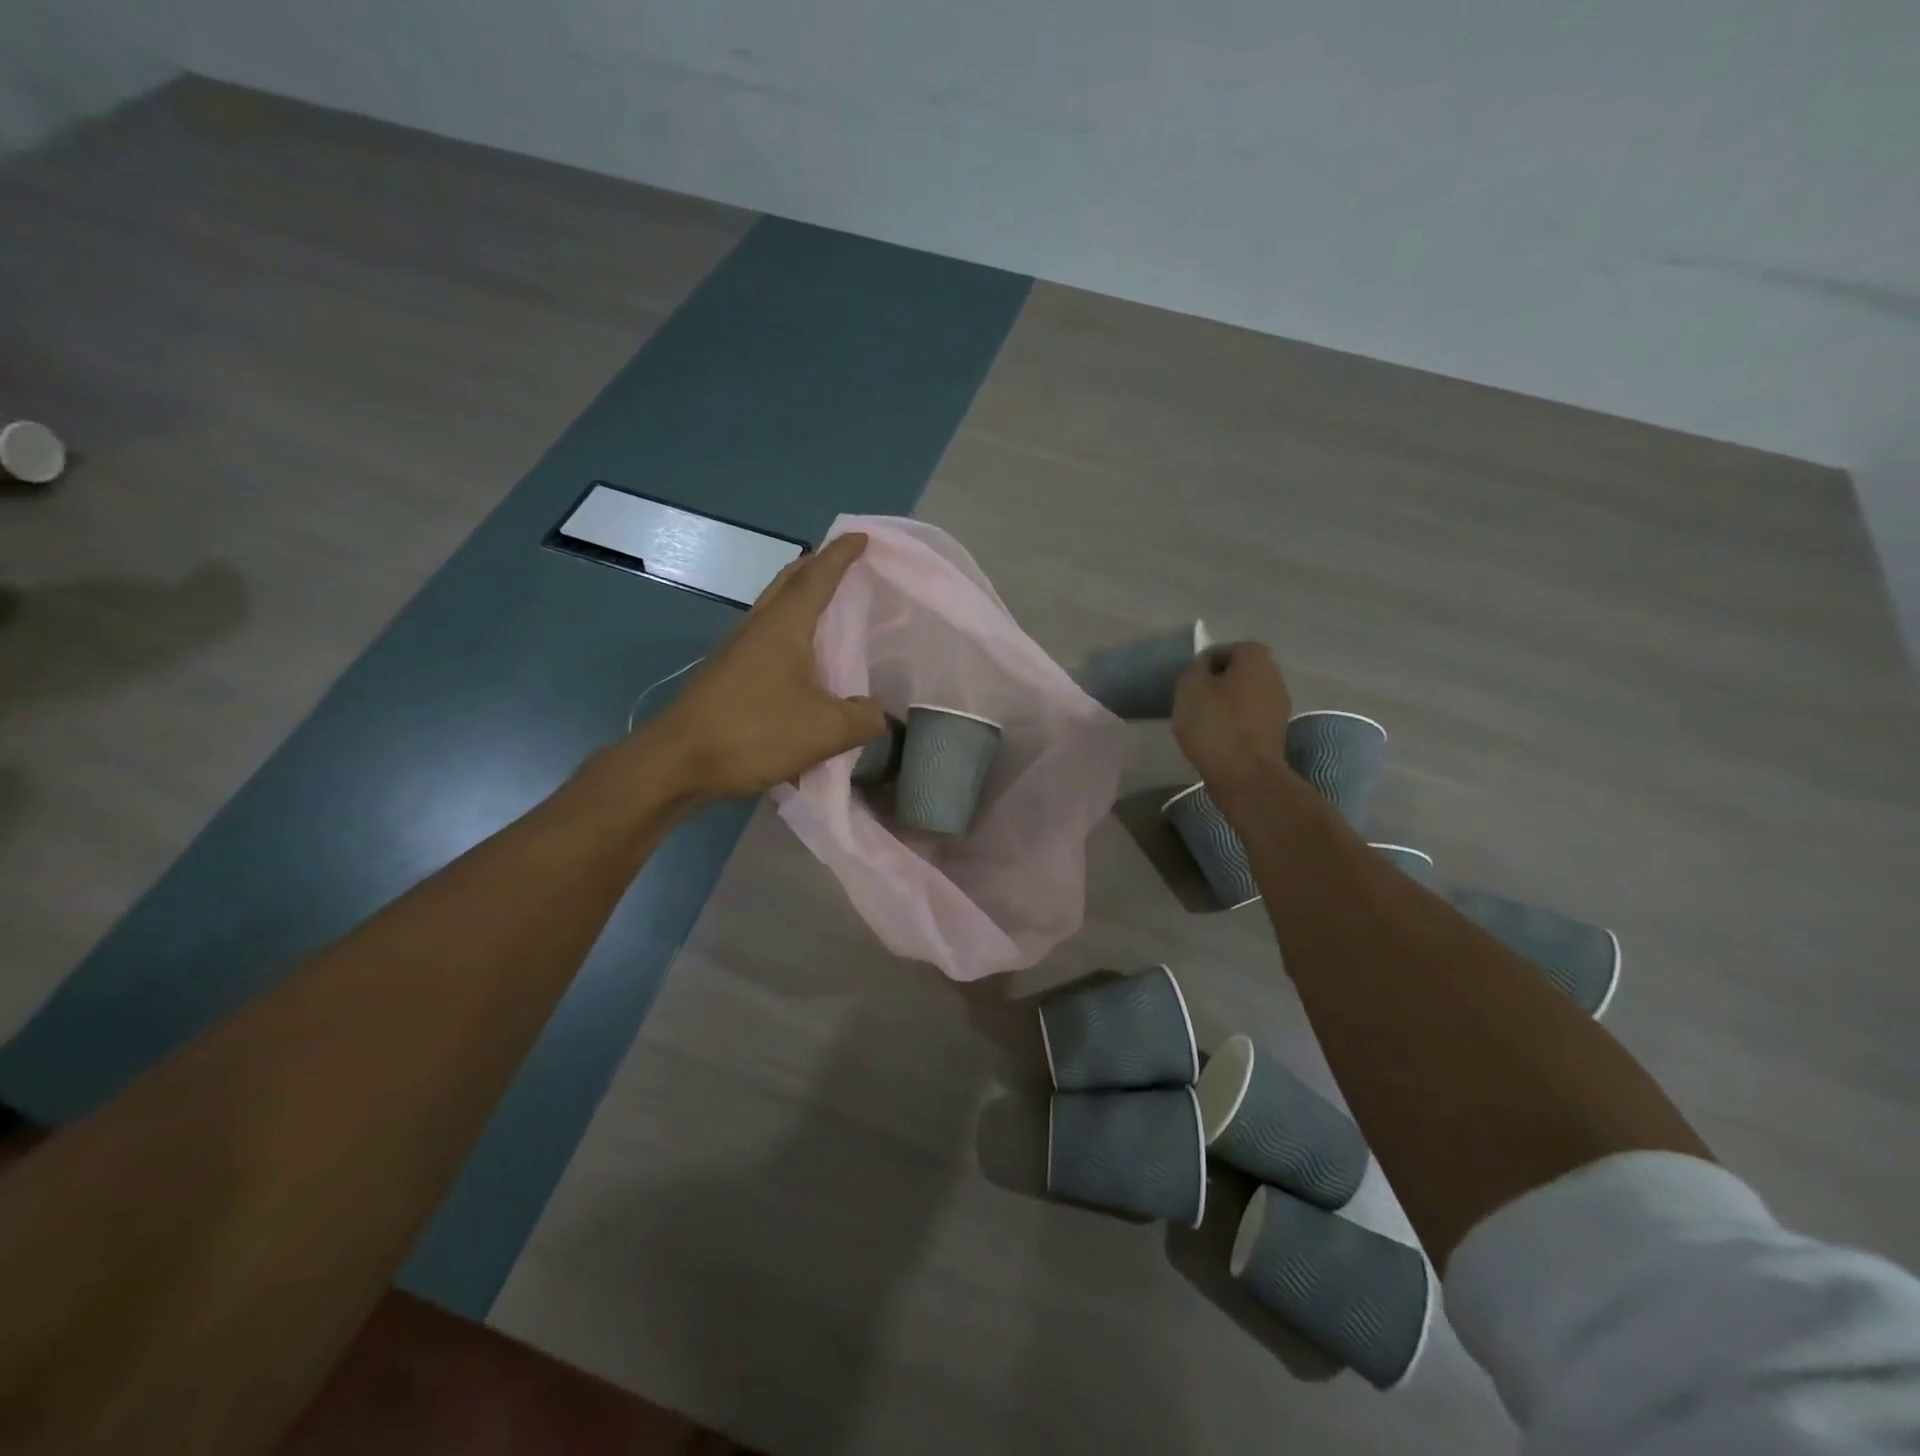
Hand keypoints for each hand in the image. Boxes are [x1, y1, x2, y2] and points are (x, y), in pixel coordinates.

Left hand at [637, 534, 886, 801]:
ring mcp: (738, 649)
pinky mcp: (729, 674)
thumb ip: (864, 719)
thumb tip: (883, 715)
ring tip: (831, 608)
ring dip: (802, 598)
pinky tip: (805, 659)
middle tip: (846, 565)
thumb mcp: (825, 730)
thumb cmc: (754, 732)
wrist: (678, 762)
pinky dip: (792, 631)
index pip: (819, 576)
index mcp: (784, 625)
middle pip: (790, 582)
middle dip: (818, 567)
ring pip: (776, 609)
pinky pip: (768, 637)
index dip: (842, 555)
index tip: (862, 537)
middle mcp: (759, 626)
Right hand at [1172, 642, 1294, 796]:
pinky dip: (1235, 723)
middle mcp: (1275, 676)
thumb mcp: (1190, 688)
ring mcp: (1279, 706)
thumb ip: (1196, 668)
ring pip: (1246, 696)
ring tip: (1203, 720)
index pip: (1228, 649)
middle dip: (1218, 682)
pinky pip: (1250, 718)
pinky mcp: (1276, 732)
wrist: (1246, 775)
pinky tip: (1217, 737)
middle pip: (1241, 672)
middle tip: (1195, 698)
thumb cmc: (1215, 725)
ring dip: (1227, 704)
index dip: (1207, 662)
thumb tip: (1205, 665)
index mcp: (1256, 659)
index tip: (1190, 680)